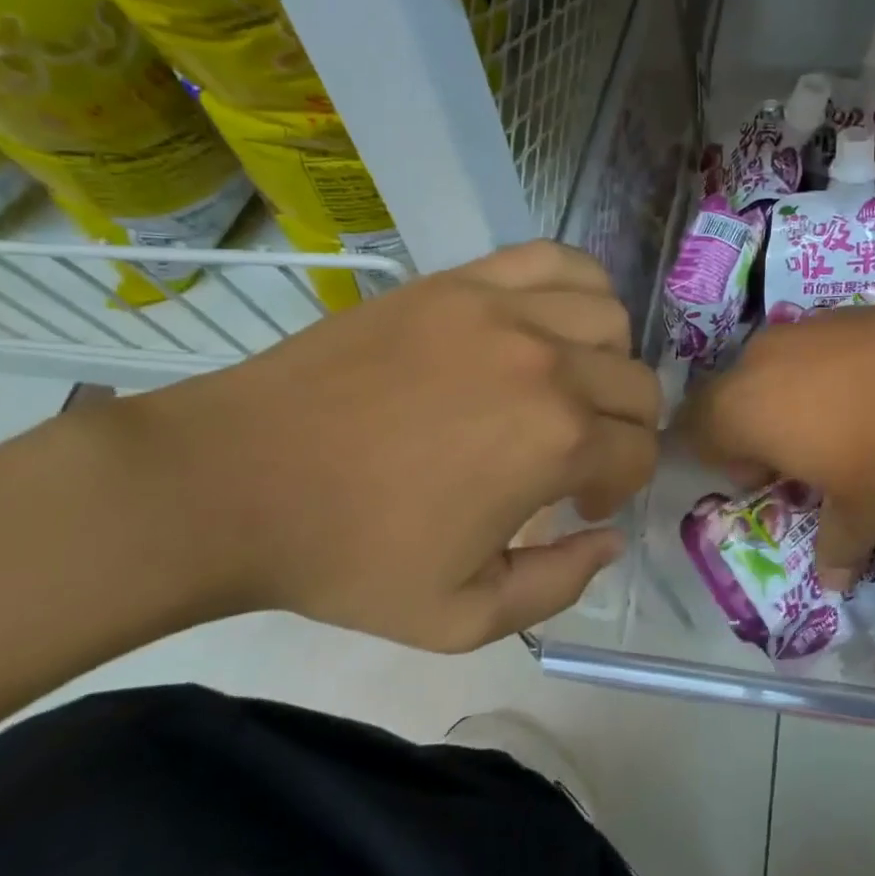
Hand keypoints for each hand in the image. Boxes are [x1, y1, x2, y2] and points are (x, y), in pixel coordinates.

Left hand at [129, 242, 660, 649]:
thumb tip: (610, 538)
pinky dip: (577, 285)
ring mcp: (501, 309)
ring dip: (607, 360)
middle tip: (577, 454)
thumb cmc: (349, 556)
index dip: (620, 486)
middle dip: (625, 429)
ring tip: (564, 385)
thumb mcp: (461, 617)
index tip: (580, 504)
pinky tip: (549, 321)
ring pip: (610, 316)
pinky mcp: (458, 281)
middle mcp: (547, 363)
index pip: (639, 451)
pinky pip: (552, 258)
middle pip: (638, 384)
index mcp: (557, 443)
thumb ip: (559, 585)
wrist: (236, 480)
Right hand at [676, 278, 874, 585]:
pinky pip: (824, 348)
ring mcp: (813, 325)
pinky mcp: (858, 308)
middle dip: (759, 431)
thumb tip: (831, 579)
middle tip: (807, 464)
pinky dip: (837, 374)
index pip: (697, 428)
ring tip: (852, 430)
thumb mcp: (870, 514)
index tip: (767, 484)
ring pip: (781, 367)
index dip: (722, 461)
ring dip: (798, 400)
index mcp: (747, 408)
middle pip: (737, 395)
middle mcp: (766, 358)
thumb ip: (838, 546)